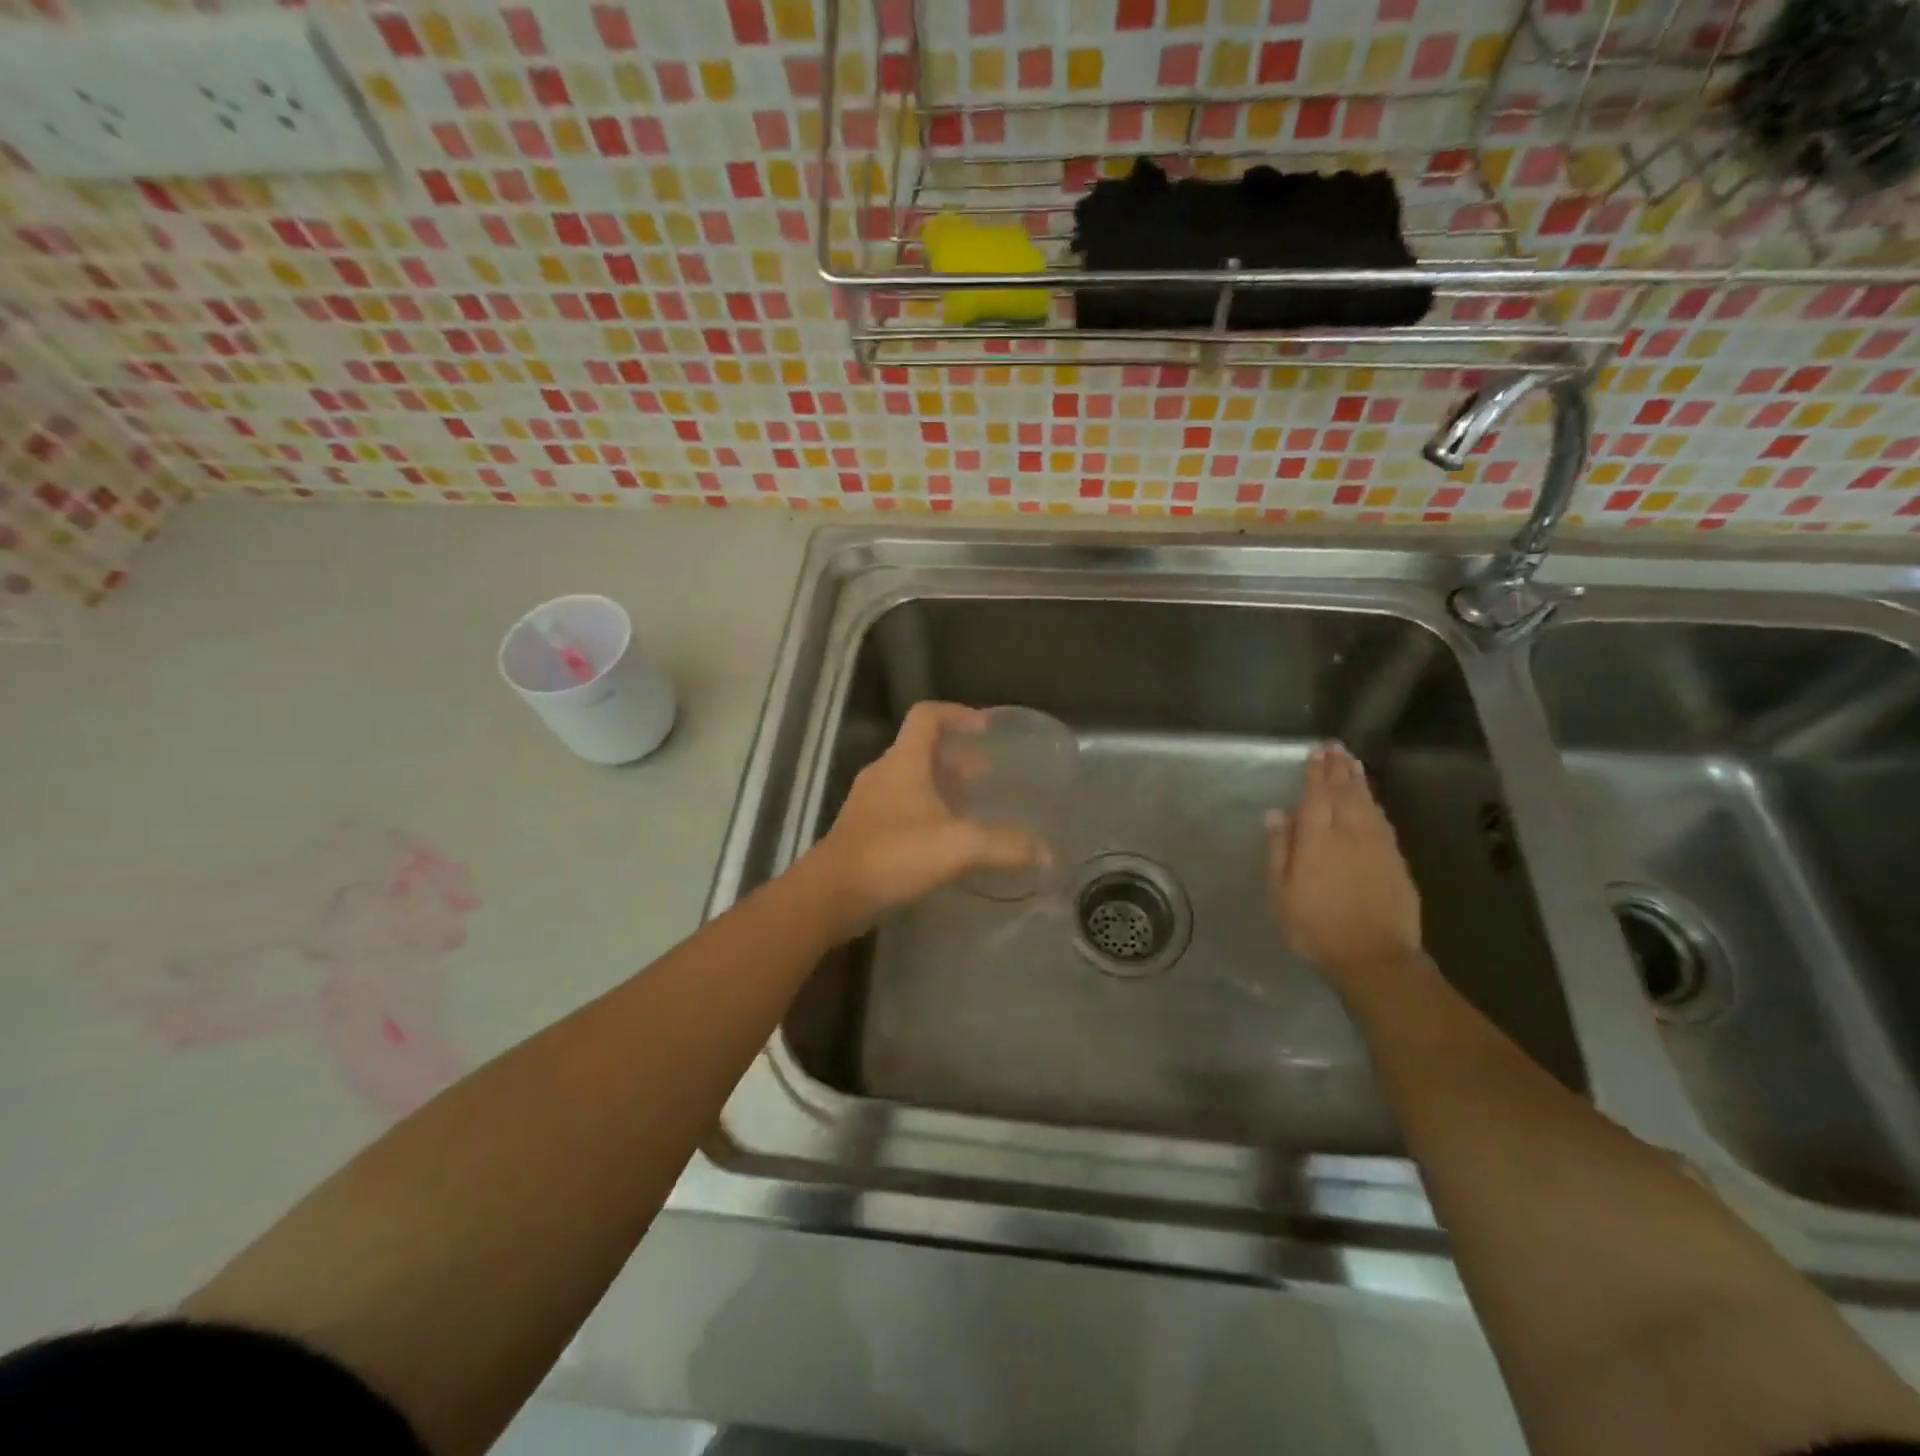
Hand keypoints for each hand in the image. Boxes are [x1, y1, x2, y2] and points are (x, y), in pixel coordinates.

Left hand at [805, 702, 1041, 940]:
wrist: (832, 893)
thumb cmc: (895, 854)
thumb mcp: (959, 847)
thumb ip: (1005, 846)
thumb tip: (1045, 854)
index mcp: (903, 762)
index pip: (927, 716)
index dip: (956, 714)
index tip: (984, 728)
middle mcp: (883, 774)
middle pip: (919, 749)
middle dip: (955, 756)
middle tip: (985, 772)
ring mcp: (869, 803)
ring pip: (909, 780)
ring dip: (940, 785)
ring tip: (969, 805)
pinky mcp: (863, 831)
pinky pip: (900, 808)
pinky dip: (925, 811)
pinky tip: (943, 841)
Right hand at [1267, 743, 1422, 987]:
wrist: (1375, 958)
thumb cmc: (1316, 927)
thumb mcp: (1281, 892)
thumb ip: (1280, 850)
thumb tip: (1277, 814)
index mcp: (1317, 840)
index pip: (1315, 796)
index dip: (1315, 773)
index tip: (1316, 752)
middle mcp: (1350, 834)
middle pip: (1345, 793)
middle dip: (1339, 769)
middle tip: (1336, 747)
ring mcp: (1378, 847)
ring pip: (1368, 804)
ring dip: (1359, 782)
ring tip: (1353, 764)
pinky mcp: (1396, 862)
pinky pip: (1383, 822)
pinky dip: (1375, 806)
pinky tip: (1373, 802)